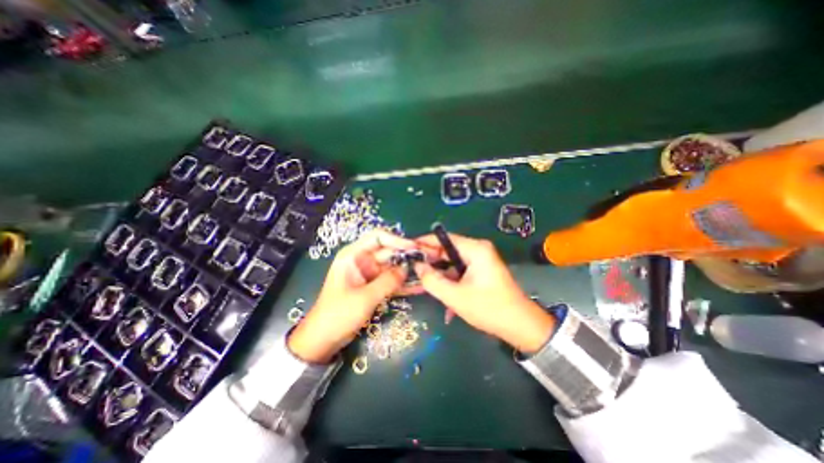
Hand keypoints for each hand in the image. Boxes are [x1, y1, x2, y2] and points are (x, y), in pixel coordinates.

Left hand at [290, 230, 419, 363]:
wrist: (323, 339)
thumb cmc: (338, 315)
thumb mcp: (364, 298)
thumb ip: (387, 282)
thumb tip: (407, 268)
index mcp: (353, 255)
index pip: (377, 237)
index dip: (397, 240)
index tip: (414, 248)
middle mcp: (363, 260)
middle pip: (389, 252)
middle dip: (407, 256)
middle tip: (428, 261)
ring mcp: (369, 274)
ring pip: (393, 267)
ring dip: (408, 271)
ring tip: (428, 273)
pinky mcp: (374, 287)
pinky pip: (391, 281)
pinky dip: (403, 284)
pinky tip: (420, 286)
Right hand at [416, 233, 556, 352]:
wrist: (521, 327)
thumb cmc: (489, 309)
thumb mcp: (455, 296)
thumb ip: (432, 280)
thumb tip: (417, 266)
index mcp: (475, 249)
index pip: (444, 238)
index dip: (425, 242)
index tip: (408, 249)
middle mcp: (478, 250)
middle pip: (448, 249)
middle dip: (430, 260)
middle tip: (412, 268)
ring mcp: (480, 261)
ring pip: (452, 262)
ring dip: (439, 273)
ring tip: (423, 282)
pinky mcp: (481, 271)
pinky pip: (459, 270)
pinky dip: (449, 280)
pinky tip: (441, 292)